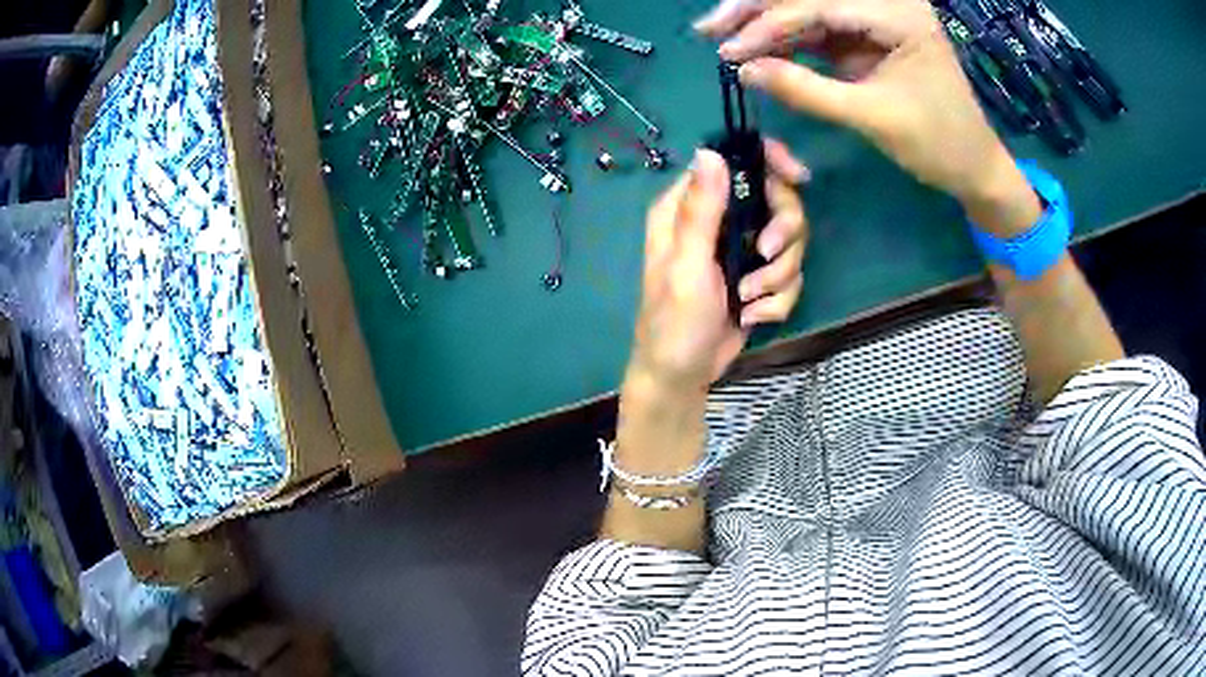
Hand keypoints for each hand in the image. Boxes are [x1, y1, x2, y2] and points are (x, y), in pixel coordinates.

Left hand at [628, 142, 808, 393]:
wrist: (684, 375)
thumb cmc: (674, 322)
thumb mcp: (687, 266)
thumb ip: (700, 211)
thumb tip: (710, 151)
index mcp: (690, 207)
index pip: (735, 160)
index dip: (770, 160)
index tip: (798, 177)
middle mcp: (719, 219)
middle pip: (777, 199)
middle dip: (783, 232)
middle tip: (765, 255)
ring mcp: (742, 248)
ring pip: (790, 240)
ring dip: (778, 274)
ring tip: (748, 300)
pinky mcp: (760, 276)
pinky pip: (791, 274)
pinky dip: (778, 298)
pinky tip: (753, 316)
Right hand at [695, 0, 1034, 229]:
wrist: (974, 167)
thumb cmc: (938, 145)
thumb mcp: (873, 117)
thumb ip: (807, 91)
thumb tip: (745, 71)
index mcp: (900, 15)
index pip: (821, 5)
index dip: (770, 25)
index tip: (729, 51)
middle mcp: (887, 4)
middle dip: (758, 10)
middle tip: (710, 28)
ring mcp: (875, 18)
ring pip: (808, 7)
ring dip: (765, 21)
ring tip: (722, 36)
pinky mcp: (868, 36)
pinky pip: (819, 29)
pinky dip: (786, 39)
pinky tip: (756, 46)